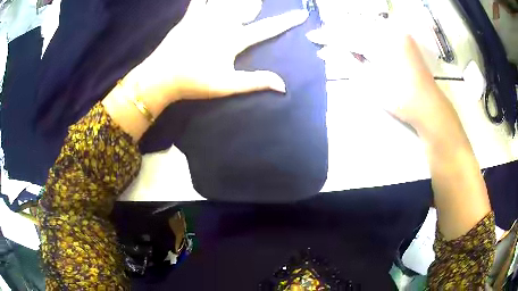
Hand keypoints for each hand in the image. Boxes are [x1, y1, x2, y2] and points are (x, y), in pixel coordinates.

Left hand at [126, 0, 308, 102]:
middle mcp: (223, 22)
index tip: (301, 14)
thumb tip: (283, 86)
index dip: (287, 21)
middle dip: (256, 2)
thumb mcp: (227, 86)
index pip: (268, 28)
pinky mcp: (190, 16)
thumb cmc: (194, 82)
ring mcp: (206, 17)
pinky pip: (199, 0)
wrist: (161, 77)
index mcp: (235, 39)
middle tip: (259, 2)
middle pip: (248, 5)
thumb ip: (255, 82)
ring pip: (227, 0)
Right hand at [307, 13, 457, 134]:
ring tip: (334, 34)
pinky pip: (378, 28)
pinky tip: (356, 35)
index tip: (311, 37)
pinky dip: (364, 31)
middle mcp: (391, 31)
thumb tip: (325, 52)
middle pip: (356, 25)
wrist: (430, 106)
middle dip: (337, 29)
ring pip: (367, 24)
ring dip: (349, 28)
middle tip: (321, 35)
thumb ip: (347, 63)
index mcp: (382, 42)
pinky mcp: (403, 38)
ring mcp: (399, 33)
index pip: (348, 35)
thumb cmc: (401, 99)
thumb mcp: (371, 84)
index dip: (328, 36)